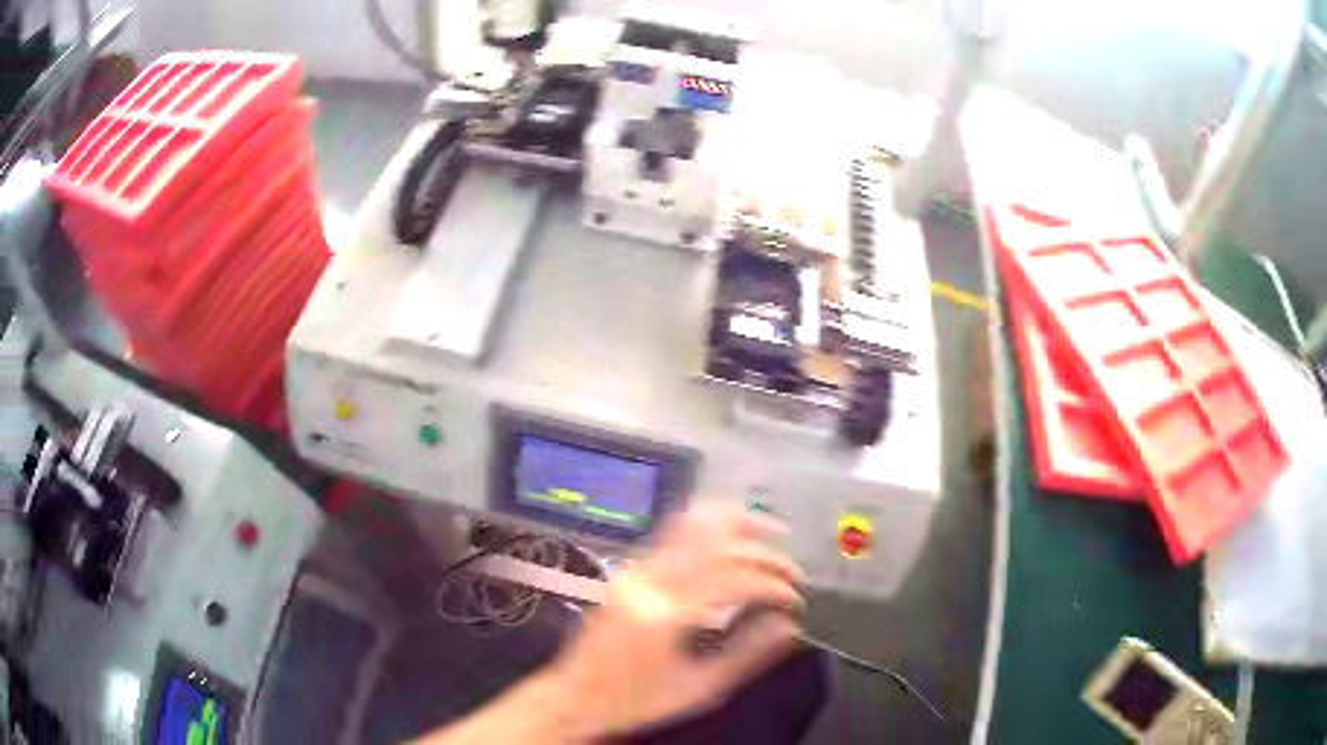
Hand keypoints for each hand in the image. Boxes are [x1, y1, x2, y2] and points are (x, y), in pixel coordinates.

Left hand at [545, 504, 805, 736]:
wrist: (576, 695)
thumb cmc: (637, 701)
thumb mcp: (699, 689)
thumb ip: (747, 654)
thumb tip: (788, 625)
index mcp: (664, 612)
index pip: (733, 578)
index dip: (772, 584)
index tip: (795, 601)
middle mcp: (648, 579)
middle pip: (716, 540)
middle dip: (763, 551)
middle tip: (792, 571)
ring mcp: (635, 570)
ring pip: (692, 524)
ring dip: (738, 524)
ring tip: (771, 531)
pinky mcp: (630, 570)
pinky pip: (676, 534)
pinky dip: (712, 531)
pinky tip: (733, 540)